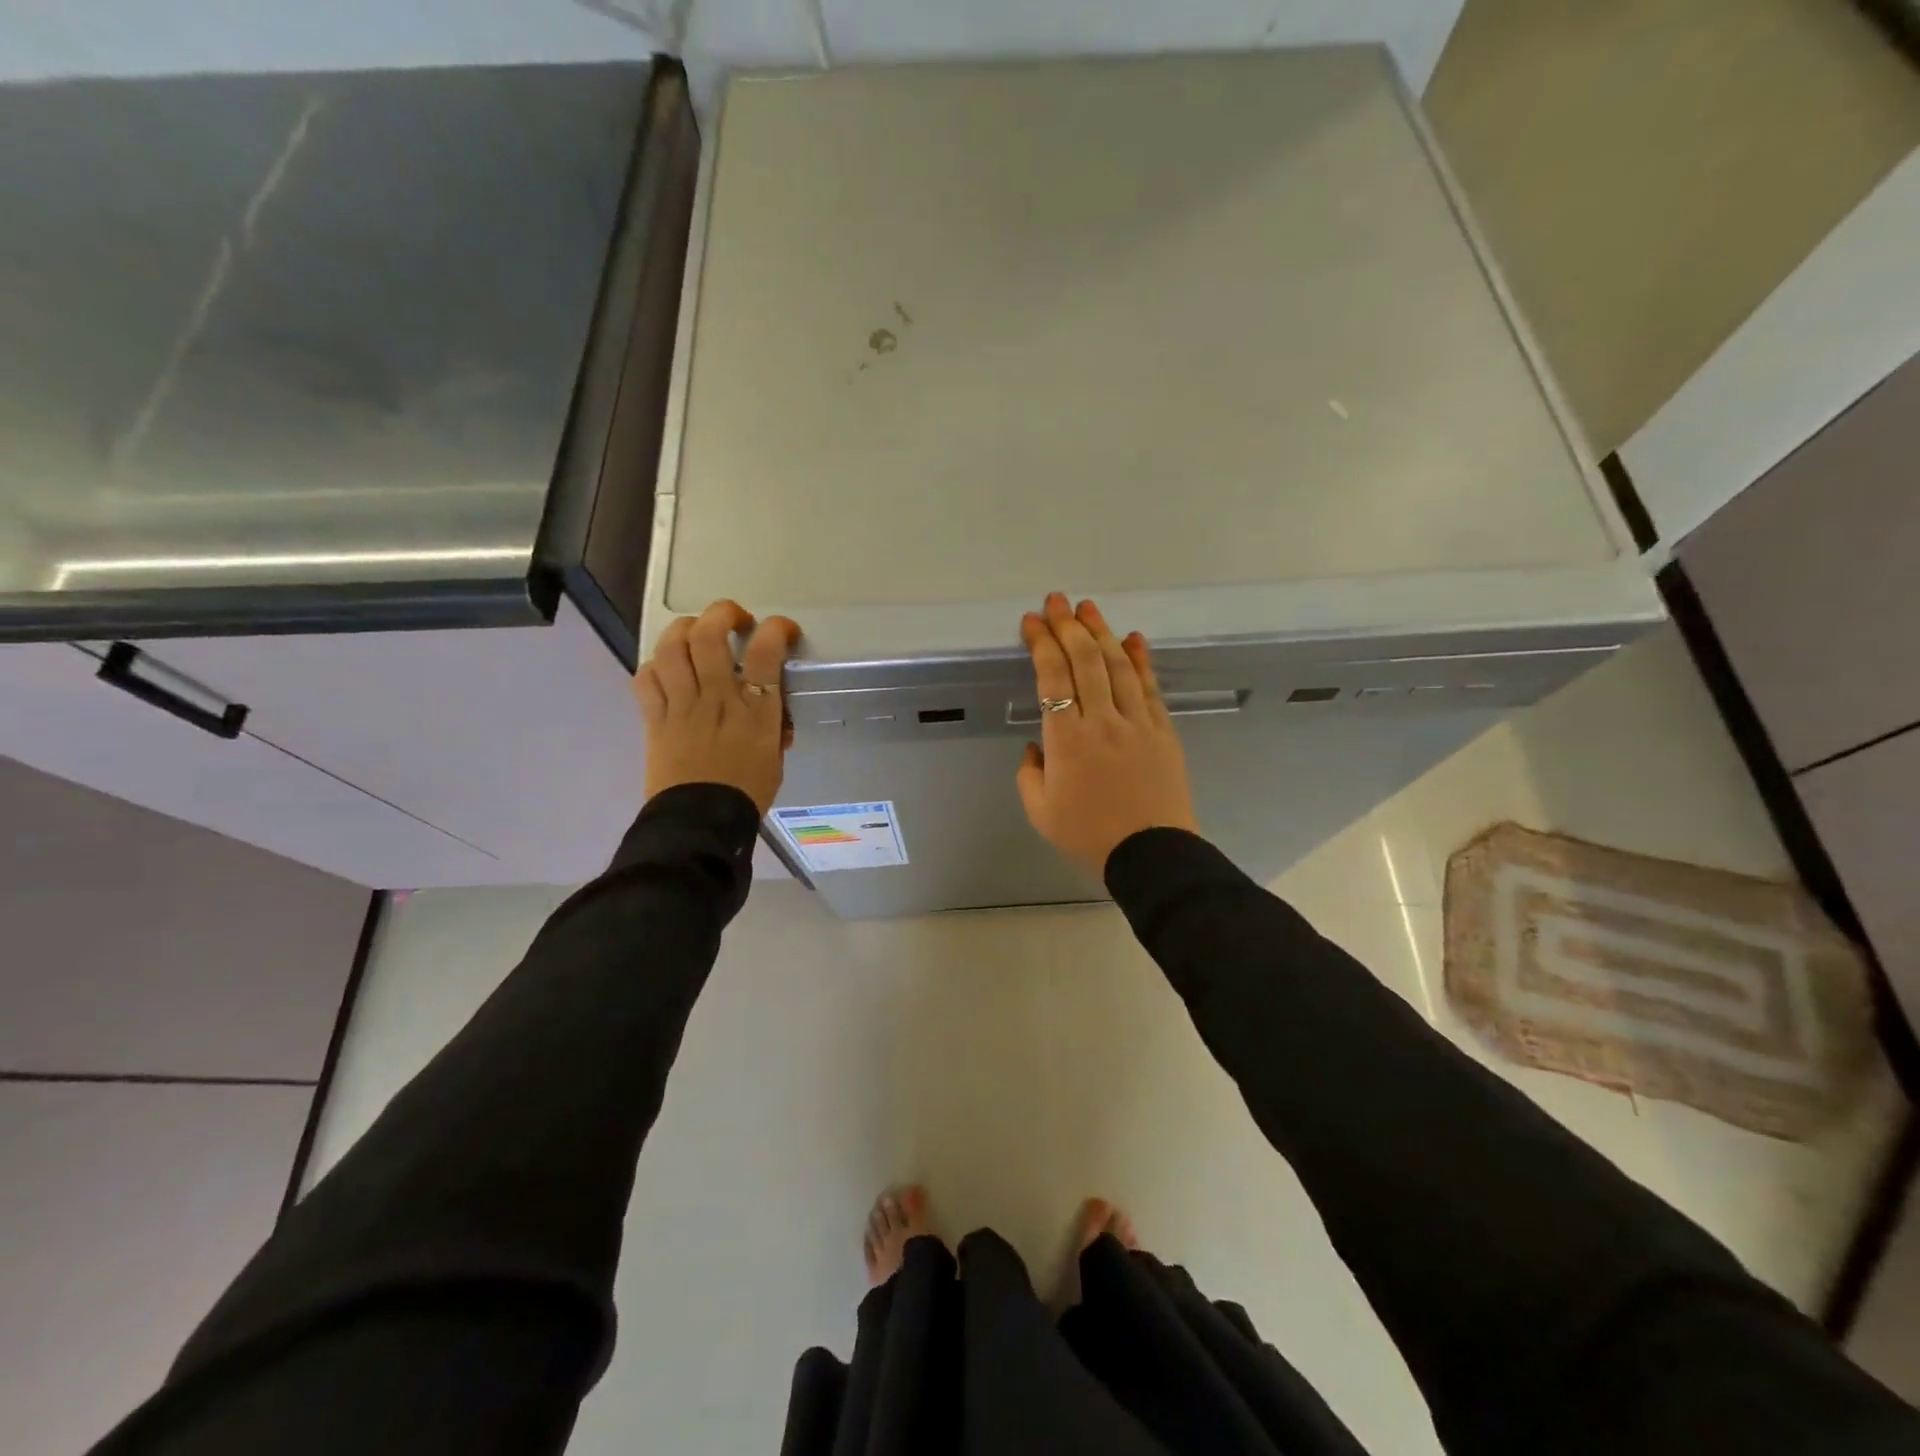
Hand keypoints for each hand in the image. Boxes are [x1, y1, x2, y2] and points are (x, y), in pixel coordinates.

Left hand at [636, 600, 801, 814]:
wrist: (701, 823)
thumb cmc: (747, 794)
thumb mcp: (775, 757)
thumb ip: (772, 725)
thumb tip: (770, 709)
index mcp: (755, 710)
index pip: (766, 651)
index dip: (776, 629)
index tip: (782, 630)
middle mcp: (717, 698)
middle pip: (710, 634)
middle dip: (722, 613)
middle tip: (734, 619)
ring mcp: (682, 705)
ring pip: (672, 647)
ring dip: (684, 629)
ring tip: (695, 632)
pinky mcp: (655, 718)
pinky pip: (646, 677)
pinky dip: (655, 665)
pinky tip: (666, 669)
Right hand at [1015, 593, 1197, 876]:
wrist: (1151, 854)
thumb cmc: (1089, 835)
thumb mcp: (1040, 812)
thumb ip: (1030, 774)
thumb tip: (1038, 745)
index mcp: (1067, 739)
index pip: (1052, 676)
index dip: (1042, 643)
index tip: (1033, 621)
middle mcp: (1102, 720)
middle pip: (1085, 660)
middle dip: (1069, 626)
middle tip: (1058, 601)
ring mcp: (1137, 722)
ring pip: (1119, 666)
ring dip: (1103, 633)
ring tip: (1090, 609)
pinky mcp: (1163, 731)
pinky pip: (1151, 687)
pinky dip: (1141, 660)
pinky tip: (1134, 639)